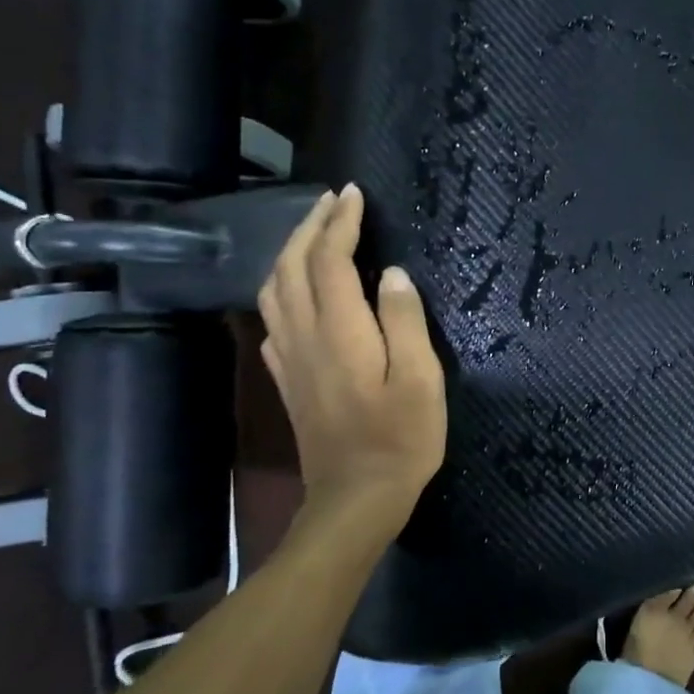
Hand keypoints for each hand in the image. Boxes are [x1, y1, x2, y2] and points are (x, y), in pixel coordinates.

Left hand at [257, 185, 446, 532]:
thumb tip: (391, 274)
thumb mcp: (421, 380)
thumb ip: (404, 321)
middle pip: (291, 267)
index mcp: (339, 331)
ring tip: (314, 235)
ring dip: (290, 253)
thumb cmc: (400, 439)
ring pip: (273, 290)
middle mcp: (304, 336)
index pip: (329, 261)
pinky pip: (272, 320)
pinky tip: (296, 293)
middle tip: (332, 202)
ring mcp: (289, 360)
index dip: (340, 223)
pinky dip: (281, 291)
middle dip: (309, 227)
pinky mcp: (287, 380)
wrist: (355, 499)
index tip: (354, 194)